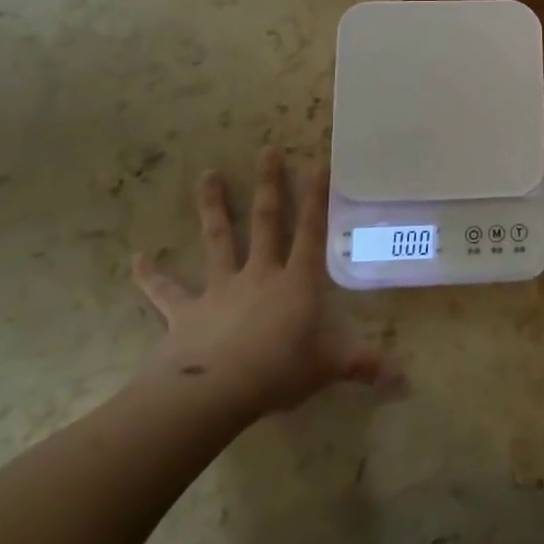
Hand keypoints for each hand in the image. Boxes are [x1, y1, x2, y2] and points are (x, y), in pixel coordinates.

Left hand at [130, 147, 391, 425]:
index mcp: (296, 282)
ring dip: (212, 207)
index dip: (317, 197)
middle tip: (266, 150)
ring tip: (207, 175)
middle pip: (264, 221)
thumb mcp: (329, 367)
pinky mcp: (186, 312)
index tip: (319, 162)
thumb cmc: (278, 371)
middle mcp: (259, 274)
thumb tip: (407, 379)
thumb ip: (365, 366)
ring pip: (217, 240)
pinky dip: (150, 275)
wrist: (214, 393)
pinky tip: (136, 258)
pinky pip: (166, 291)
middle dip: (268, 185)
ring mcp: (219, 289)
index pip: (311, 231)